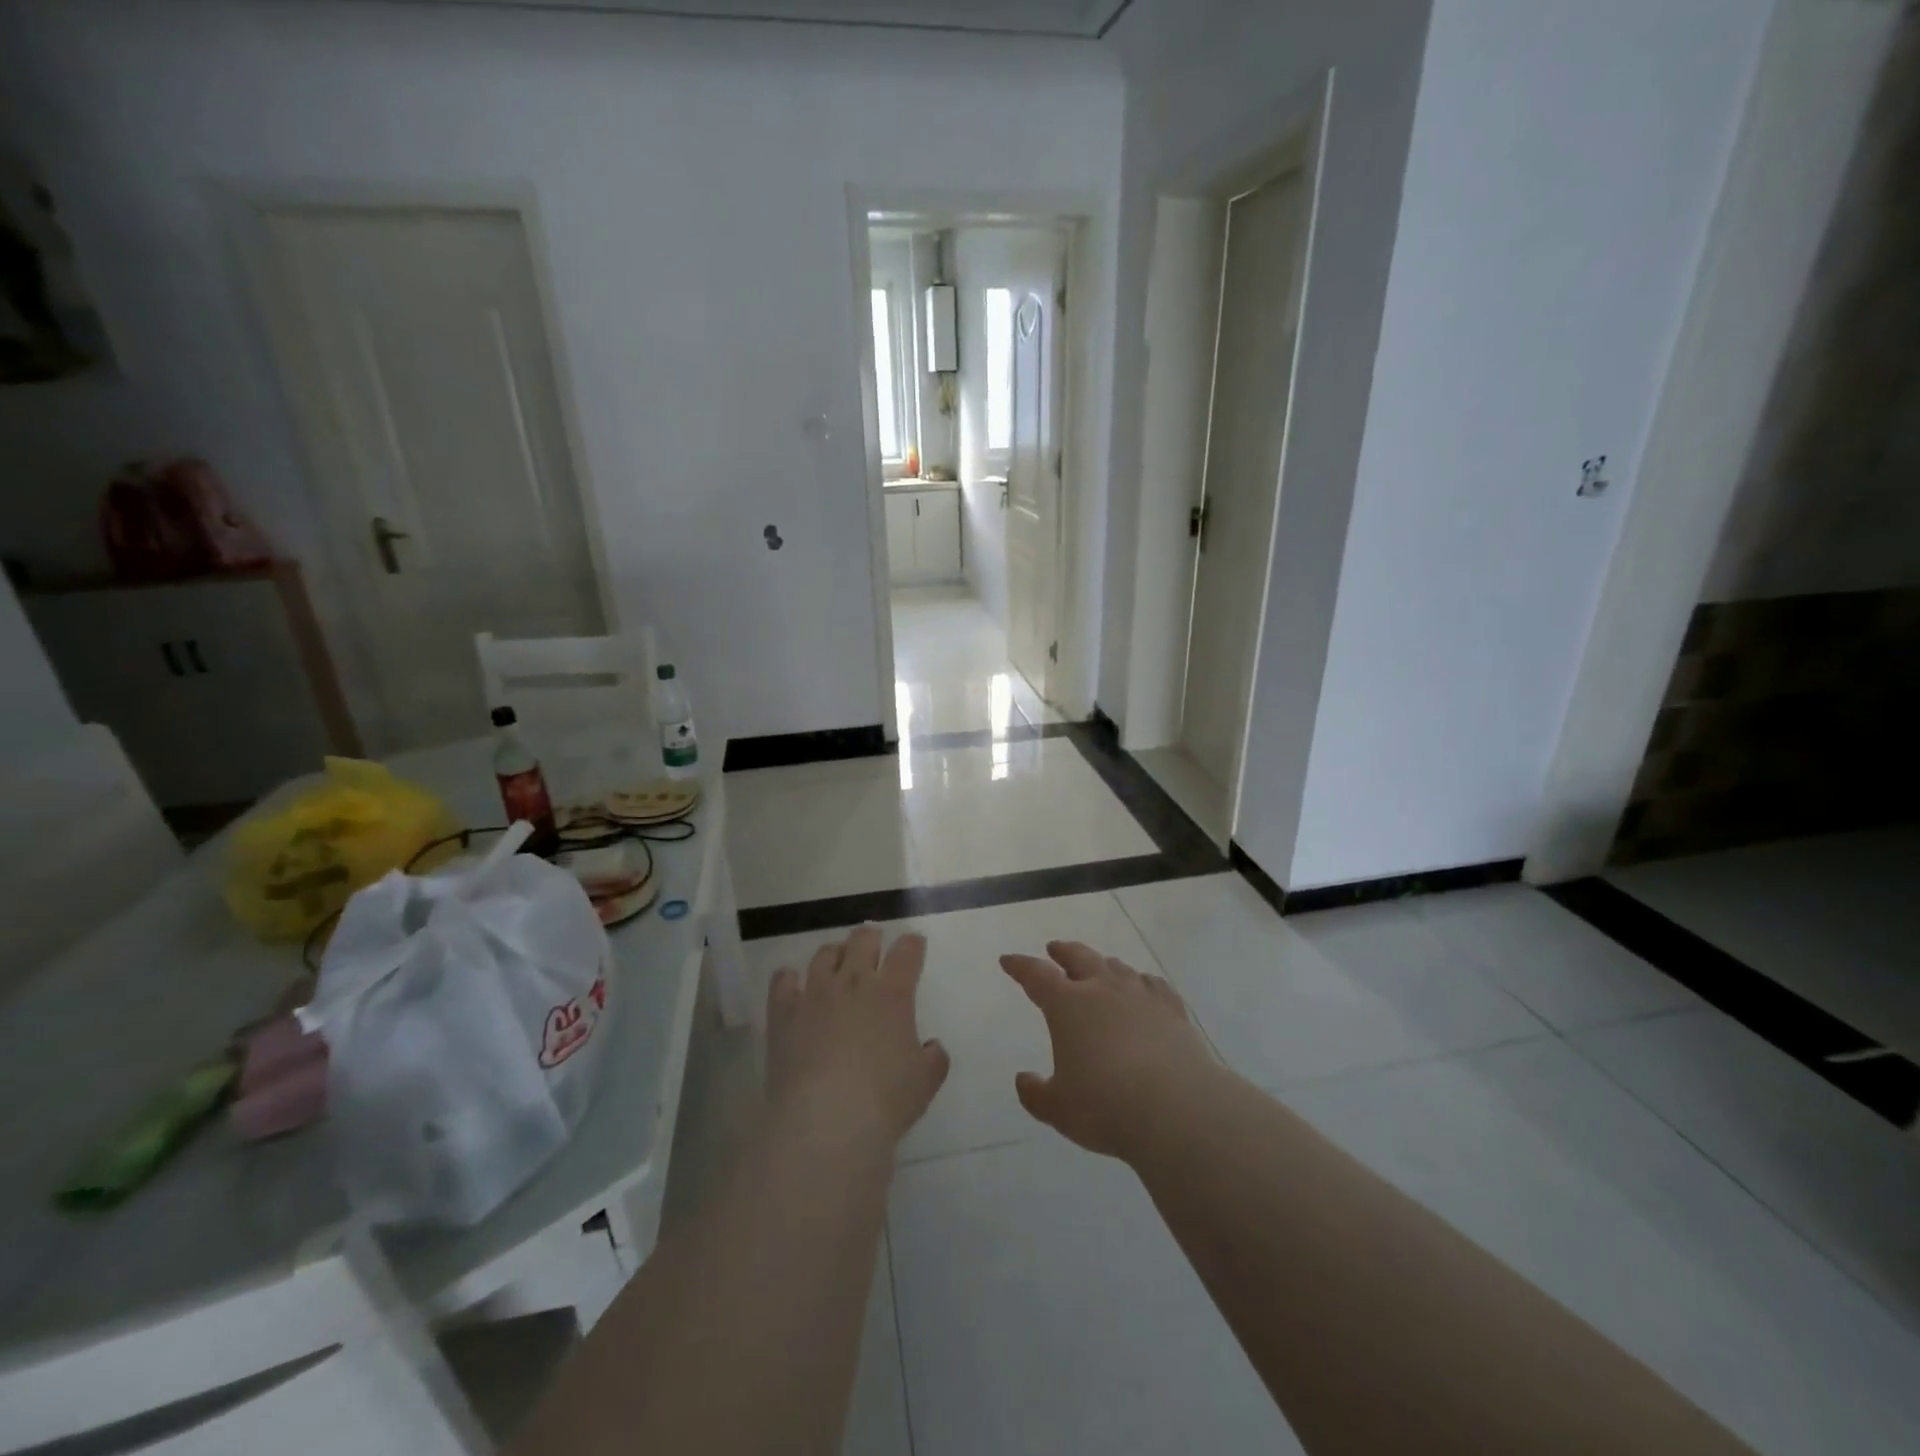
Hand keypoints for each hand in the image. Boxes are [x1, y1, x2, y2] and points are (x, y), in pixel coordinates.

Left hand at [766, 926, 949, 1152]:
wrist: (825, 1121)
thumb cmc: (883, 1100)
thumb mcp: (925, 1083)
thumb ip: (933, 1058)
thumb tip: (931, 1047)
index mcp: (893, 992)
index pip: (907, 951)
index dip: (913, 944)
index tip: (914, 945)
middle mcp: (853, 981)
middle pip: (863, 939)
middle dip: (872, 937)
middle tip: (874, 945)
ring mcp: (815, 992)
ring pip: (825, 953)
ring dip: (835, 953)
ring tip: (837, 963)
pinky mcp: (783, 1011)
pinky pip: (783, 979)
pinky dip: (790, 978)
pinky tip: (794, 986)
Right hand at [1001, 941, 1219, 1162]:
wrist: (1177, 1108)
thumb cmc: (1106, 1106)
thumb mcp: (1058, 1109)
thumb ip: (1035, 1093)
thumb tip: (1023, 1079)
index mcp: (1067, 1005)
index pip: (1036, 975)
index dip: (1020, 966)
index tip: (1008, 960)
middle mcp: (1102, 989)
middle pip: (1079, 957)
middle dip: (1063, 952)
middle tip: (1054, 949)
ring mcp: (1140, 995)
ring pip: (1116, 967)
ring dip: (1101, 964)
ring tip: (1098, 968)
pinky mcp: (1172, 1009)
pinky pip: (1153, 985)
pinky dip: (1141, 982)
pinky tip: (1143, 988)